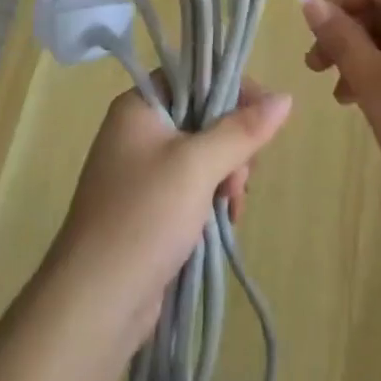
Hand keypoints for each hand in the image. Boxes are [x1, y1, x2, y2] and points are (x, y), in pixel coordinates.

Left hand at [47, 79, 292, 348]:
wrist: (94, 305)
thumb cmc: (144, 217)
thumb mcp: (198, 166)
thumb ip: (242, 130)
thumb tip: (285, 98)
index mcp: (139, 107)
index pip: (194, 76)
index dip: (230, 89)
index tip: (262, 115)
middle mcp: (138, 132)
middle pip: (203, 116)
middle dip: (232, 144)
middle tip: (239, 178)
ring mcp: (142, 173)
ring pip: (203, 154)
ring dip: (227, 175)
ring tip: (232, 206)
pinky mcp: (150, 208)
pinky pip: (193, 186)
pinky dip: (213, 198)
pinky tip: (225, 220)